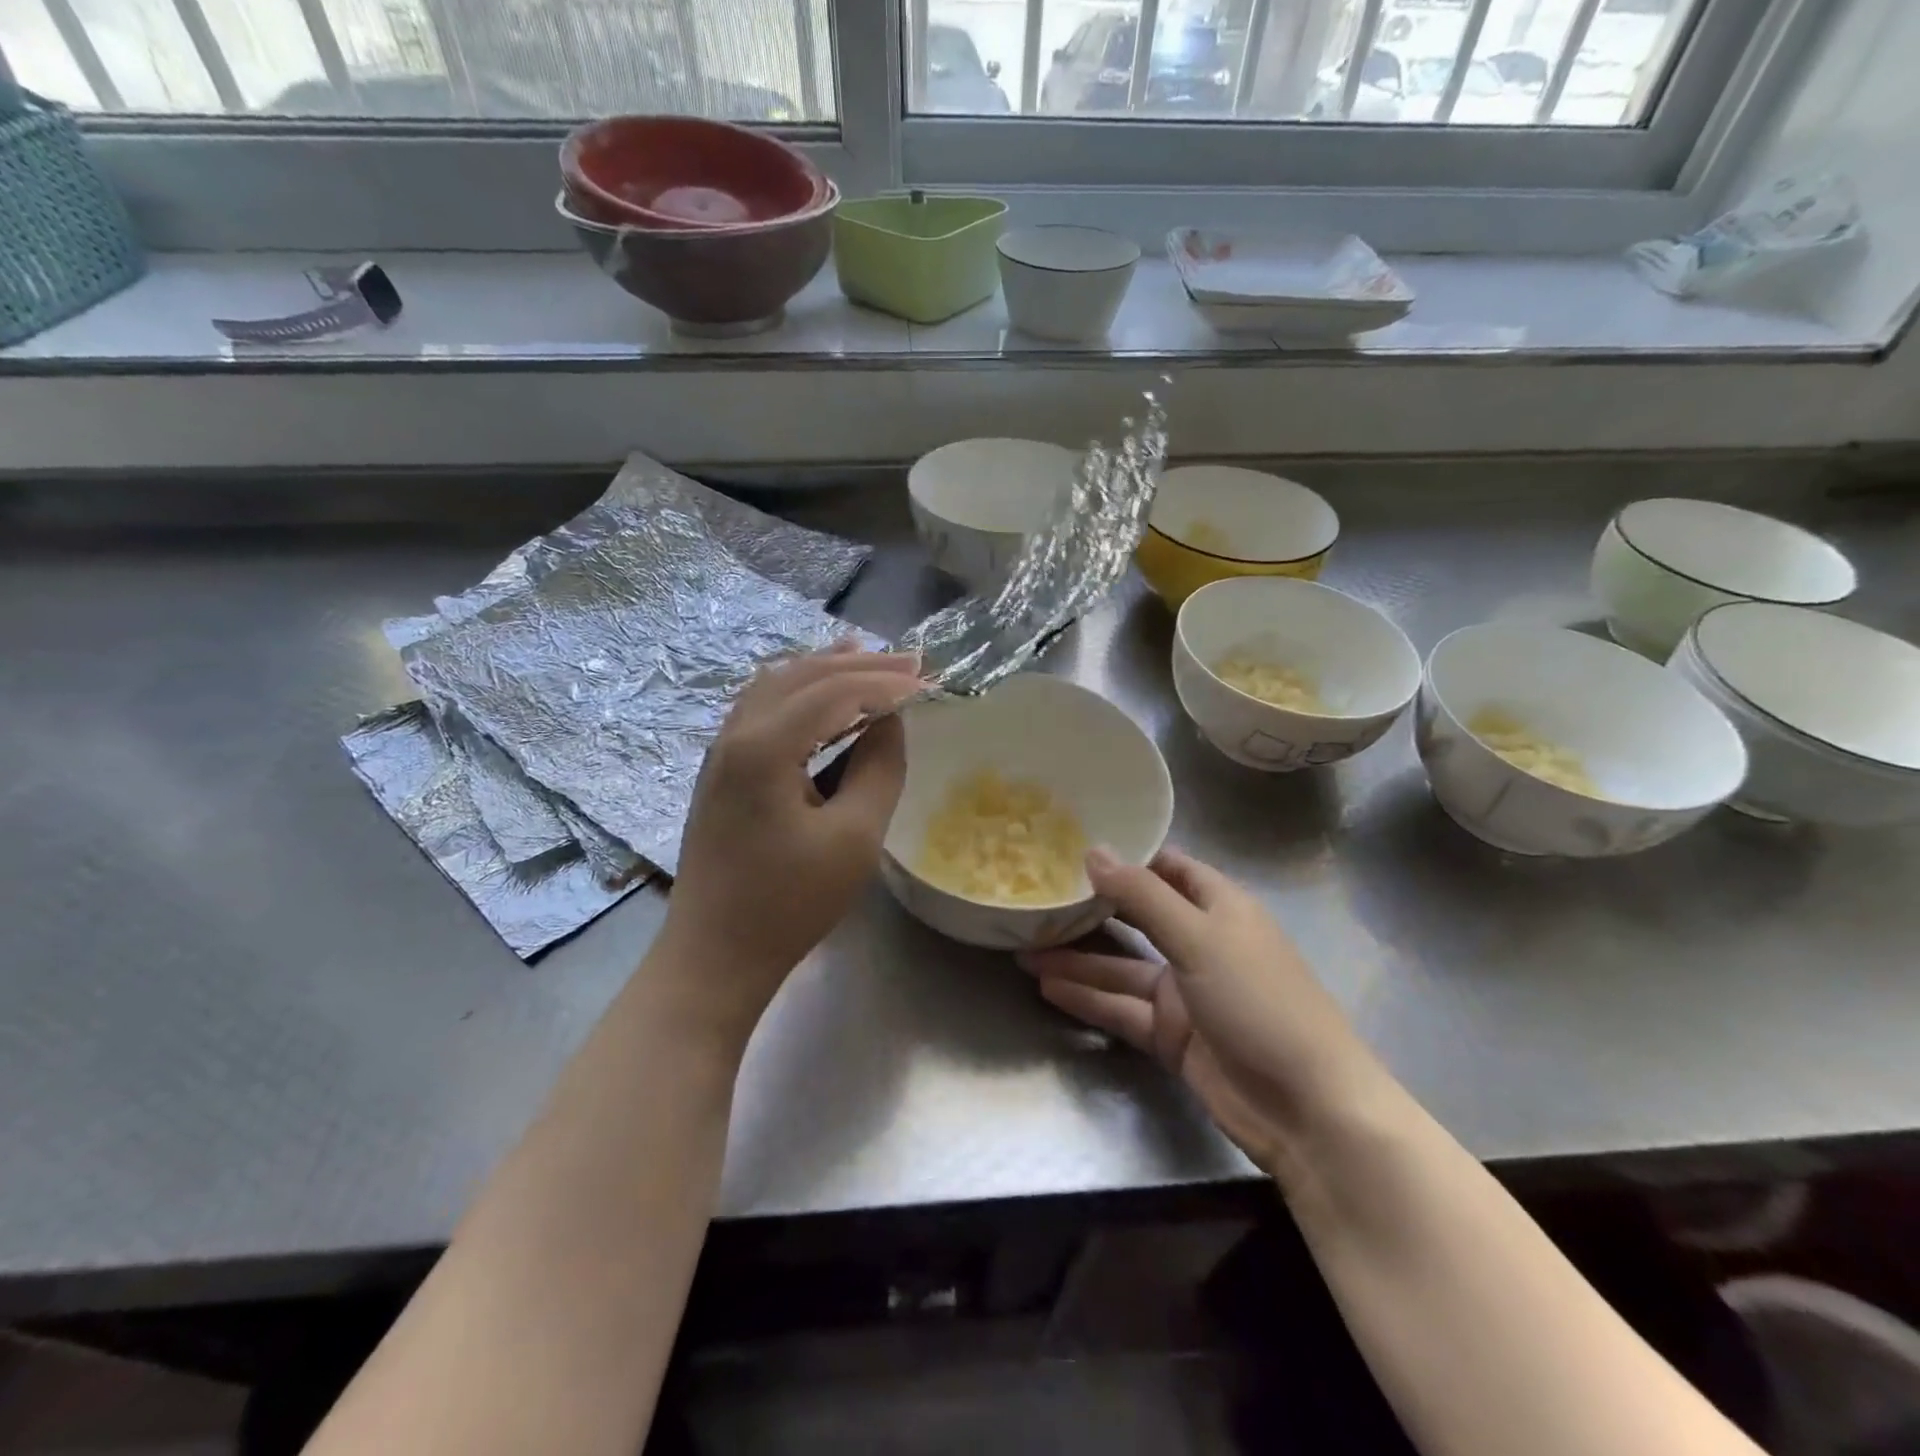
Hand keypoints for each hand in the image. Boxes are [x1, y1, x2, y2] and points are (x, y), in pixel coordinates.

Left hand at [658, 644, 922, 1039]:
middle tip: (910, 661)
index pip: (834, 692)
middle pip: (802, 677)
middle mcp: (735, 734)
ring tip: (867, 658)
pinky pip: (761, 707)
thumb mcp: (853, 838)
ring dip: (825, 669)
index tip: (928, 679)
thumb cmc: (789, 903)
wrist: (715, 954)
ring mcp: (721, 751)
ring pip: (776, 685)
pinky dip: (799, 690)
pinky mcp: (720, 770)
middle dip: (859, 665)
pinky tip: (820, 696)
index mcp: (764, 747)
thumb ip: (877, 768)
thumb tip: (889, 720)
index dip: (884, 682)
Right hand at [1020, 847, 1384, 1181]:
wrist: (1307, 1108)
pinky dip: (1088, 1000)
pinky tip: (1047, 989)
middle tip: (1037, 898)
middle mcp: (1200, 943)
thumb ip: (1142, 896)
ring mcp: (1185, 992)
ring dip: (1077, 961)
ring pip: (1121, 968)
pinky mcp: (1172, 1035)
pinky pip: (1122, 1009)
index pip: (1167, 868)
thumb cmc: (1260, 1001)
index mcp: (1219, 907)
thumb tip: (1093, 851)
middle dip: (1090, 910)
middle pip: (1137, 918)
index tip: (1073, 847)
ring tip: (1025, 950)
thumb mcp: (1199, 938)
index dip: (1126, 857)